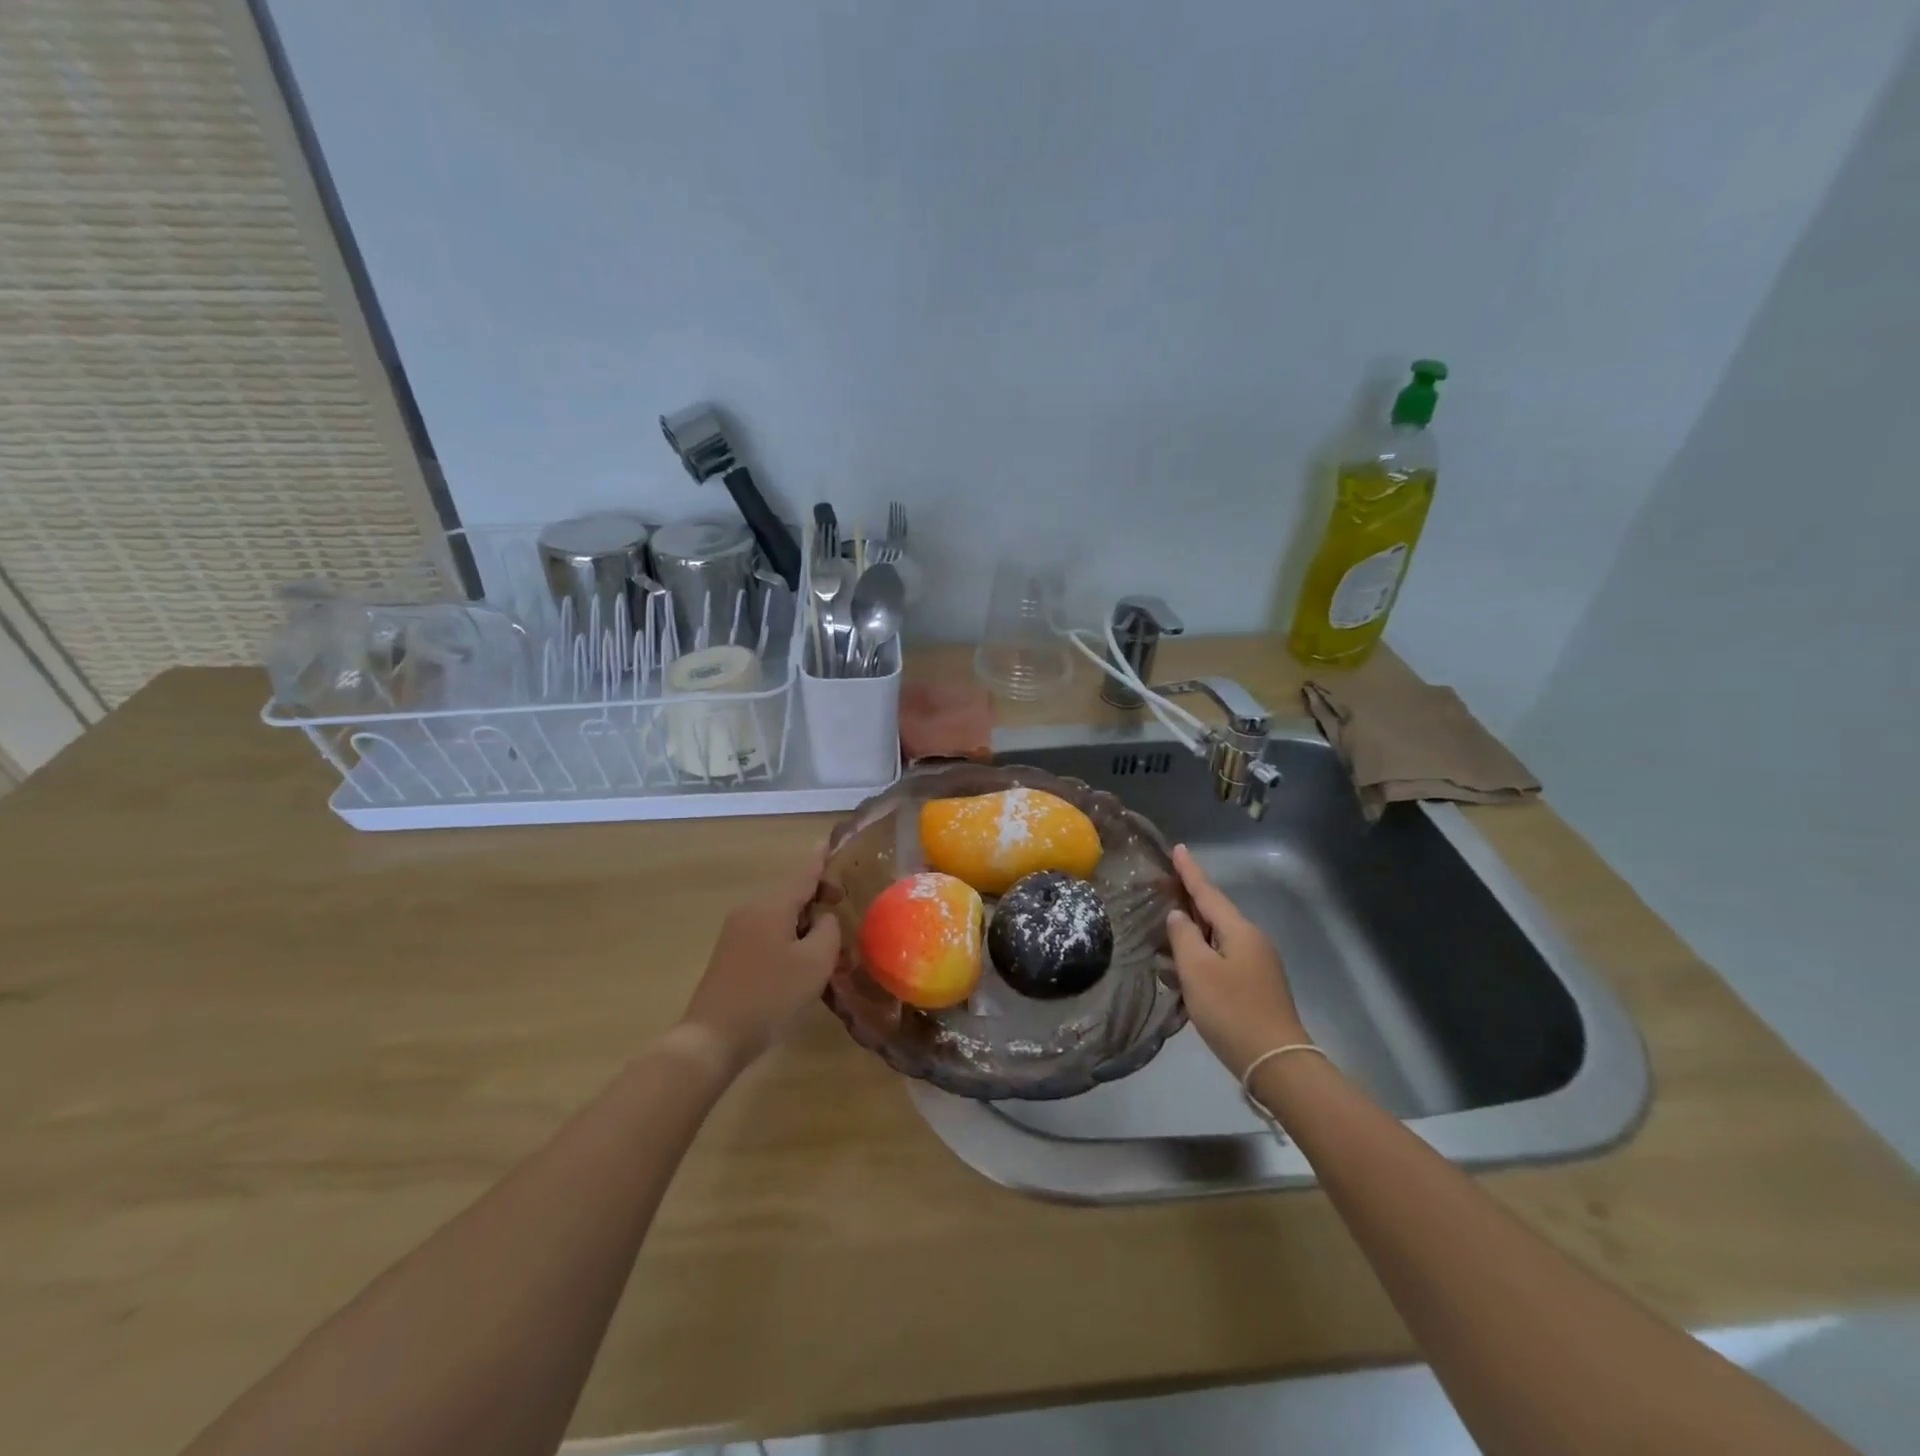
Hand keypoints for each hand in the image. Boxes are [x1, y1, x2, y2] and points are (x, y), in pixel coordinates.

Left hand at [678, 845, 842, 1072]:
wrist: (713, 1037)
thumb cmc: (771, 995)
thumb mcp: (815, 962)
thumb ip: (828, 930)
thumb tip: (824, 919)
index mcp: (771, 905)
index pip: (802, 874)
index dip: (819, 860)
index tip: (829, 843)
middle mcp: (751, 910)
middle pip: (790, 893)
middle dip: (817, 897)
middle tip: (843, 905)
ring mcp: (736, 932)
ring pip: (779, 915)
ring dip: (805, 922)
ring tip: (829, 942)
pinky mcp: (731, 954)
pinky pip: (768, 933)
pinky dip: (789, 937)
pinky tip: (803, 961)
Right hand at [1165, 844, 1308, 1077]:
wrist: (1276, 1063)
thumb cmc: (1232, 1011)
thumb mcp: (1197, 971)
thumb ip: (1183, 937)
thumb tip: (1178, 916)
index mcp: (1239, 930)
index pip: (1208, 892)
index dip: (1190, 871)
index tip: (1178, 848)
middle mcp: (1252, 941)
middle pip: (1214, 913)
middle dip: (1188, 900)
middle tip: (1162, 887)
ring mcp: (1257, 965)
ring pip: (1217, 938)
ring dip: (1191, 933)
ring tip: (1163, 931)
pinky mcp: (1256, 987)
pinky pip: (1221, 959)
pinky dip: (1200, 957)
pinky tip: (1181, 970)